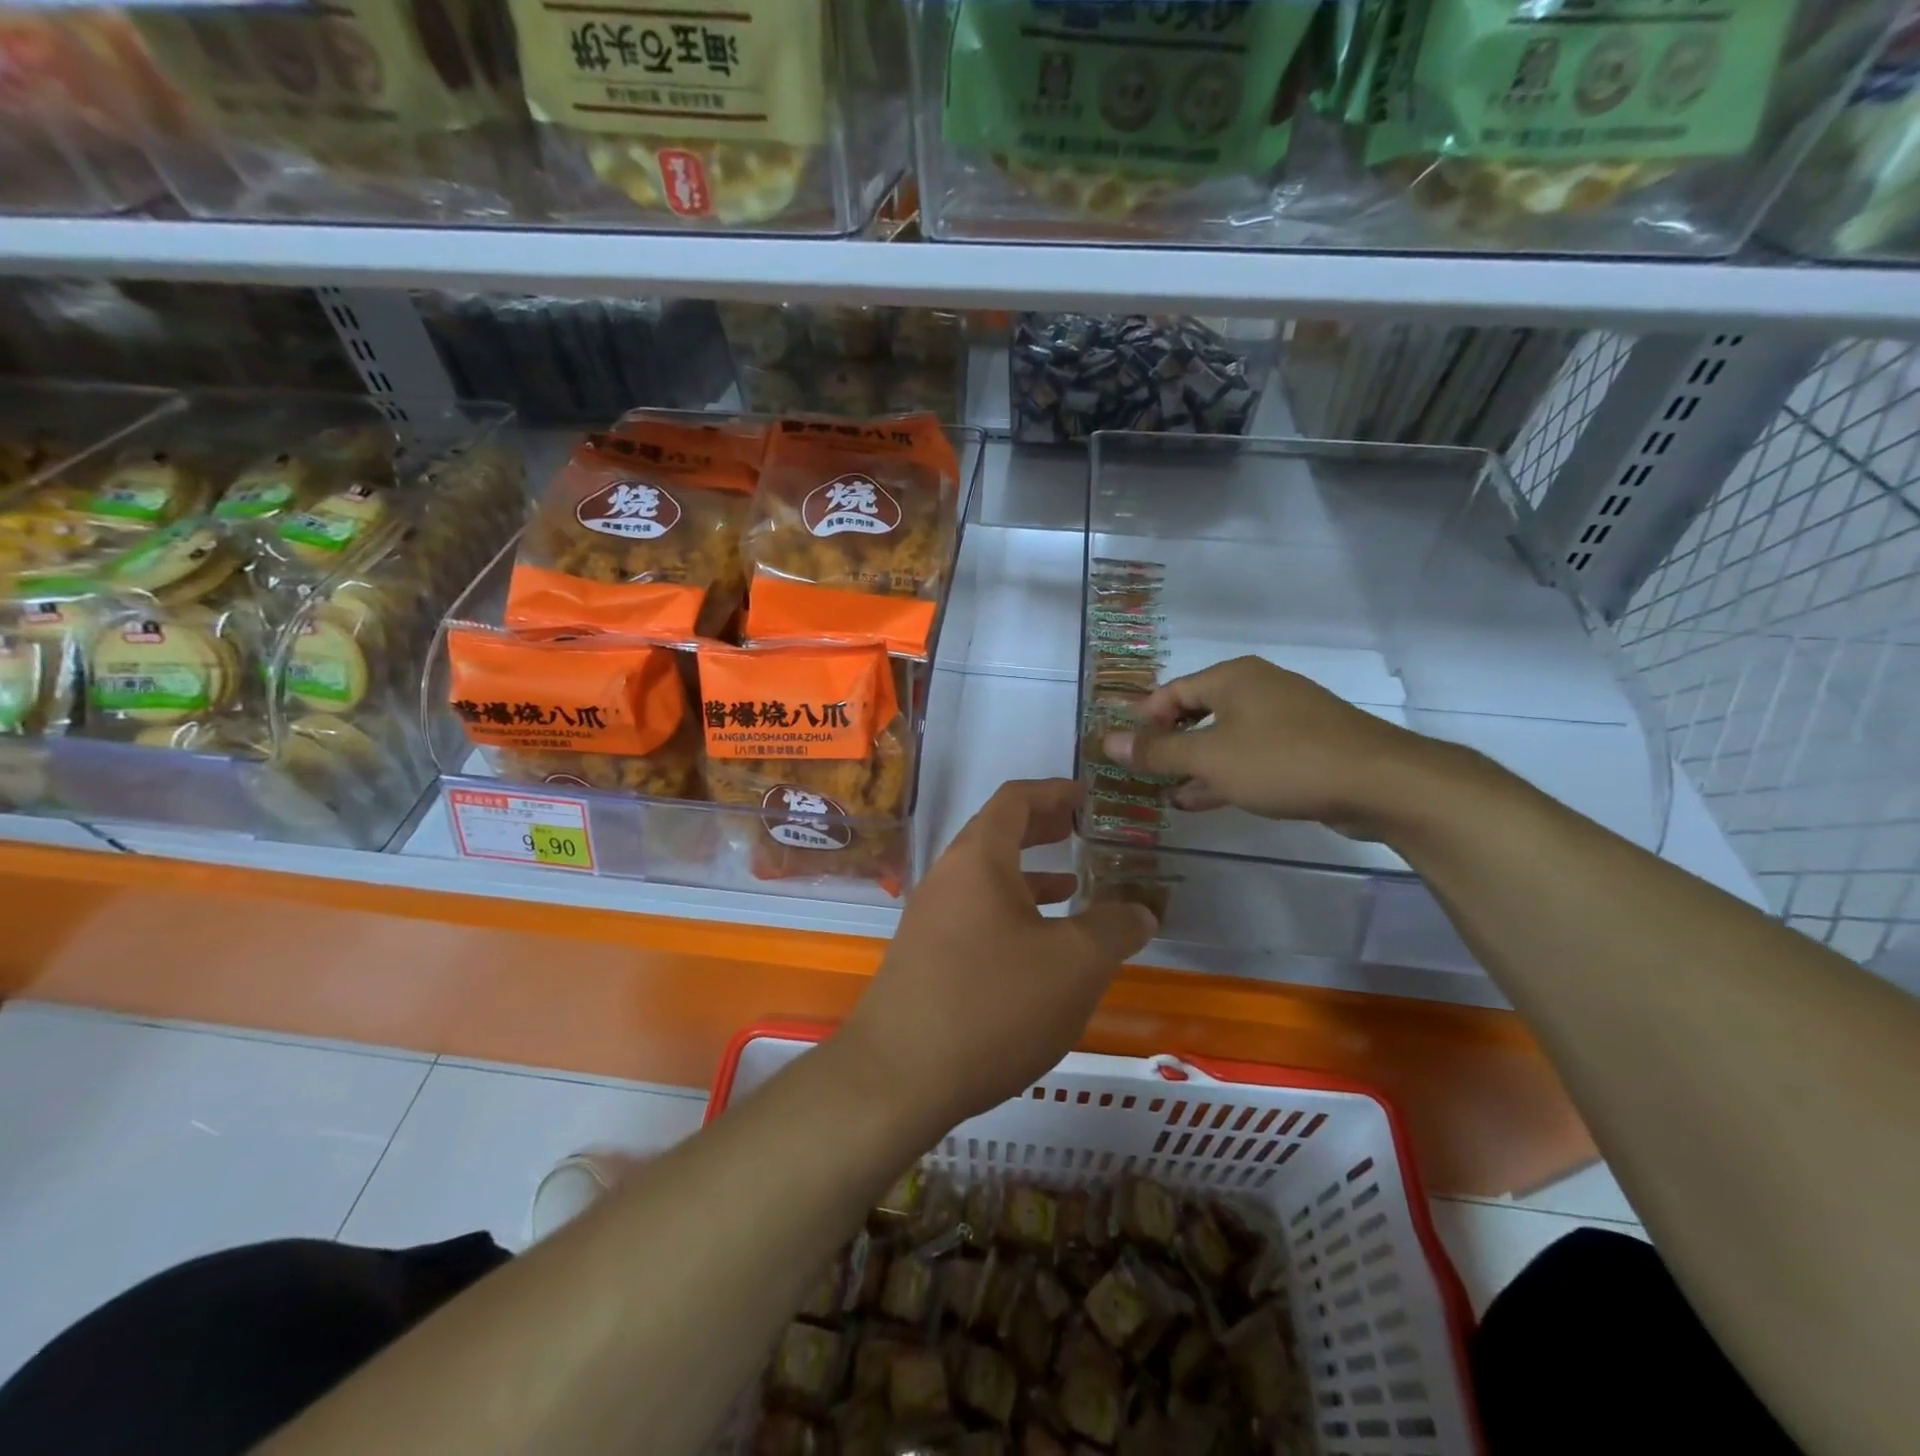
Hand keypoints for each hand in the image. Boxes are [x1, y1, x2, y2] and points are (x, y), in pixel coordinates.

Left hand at [838, 779, 1156, 1134]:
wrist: (898, 1076)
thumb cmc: (992, 1004)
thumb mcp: (1074, 964)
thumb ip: (1115, 928)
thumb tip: (1140, 911)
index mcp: (979, 858)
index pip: (1015, 799)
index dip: (1055, 791)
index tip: (1089, 798)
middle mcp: (948, 876)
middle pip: (998, 833)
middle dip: (1043, 829)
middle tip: (1084, 832)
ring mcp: (931, 917)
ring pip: (988, 878)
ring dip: (1030, 875)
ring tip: (1075, 886)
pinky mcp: (926, 955)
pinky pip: (977, 914)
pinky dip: (1013, 913)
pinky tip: (1039, 947)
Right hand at [1102, 656, 1442, 831]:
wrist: (1379, 782)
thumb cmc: (1282, 760)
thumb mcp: (1210, 757)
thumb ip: (1157, 751)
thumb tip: (1106, 741)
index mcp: (1233, 678)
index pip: (1172, 691)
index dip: (1143, 719)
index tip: (1124, 751)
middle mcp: (1258, 689)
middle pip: (1199, 712)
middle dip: (1169, 745)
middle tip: (1143, 774)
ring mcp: (1286, 718)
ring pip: (1226, 738)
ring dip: (1196, 765)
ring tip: (1167, 793)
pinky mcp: (1306, 747)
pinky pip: (1253, 756)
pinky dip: (1227, 774)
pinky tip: (1205, 800)